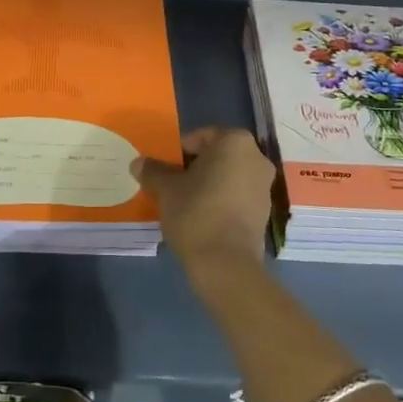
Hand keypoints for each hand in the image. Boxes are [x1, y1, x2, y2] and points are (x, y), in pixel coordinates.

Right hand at [136, 126, 275, 275]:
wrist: (226, 264)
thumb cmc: (196, 213)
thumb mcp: (166, 189)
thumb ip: (153, 171)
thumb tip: (138, 163)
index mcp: (235, 142)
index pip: (201, 137)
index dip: (179, 151)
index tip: (165, 169)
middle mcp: (256, 157)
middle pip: (217, 156)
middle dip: (195, 168)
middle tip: (172, 184)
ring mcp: (264, 186)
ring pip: (228, 176)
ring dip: (208, 185)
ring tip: (185, 203)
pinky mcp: (264, 212)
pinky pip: (237, 197)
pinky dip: (221, 201)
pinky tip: (202, 219)